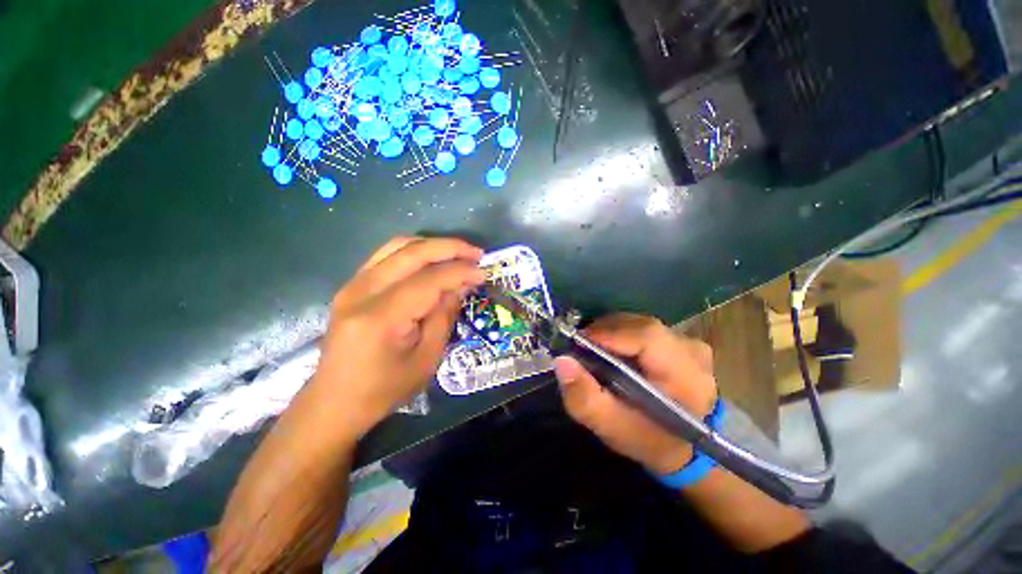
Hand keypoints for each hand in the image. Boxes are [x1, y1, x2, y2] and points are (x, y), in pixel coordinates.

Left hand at [309, 237, 484, 438]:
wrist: (336, 400)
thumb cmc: (385, 388)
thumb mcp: (426, 359)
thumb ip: (444, 315)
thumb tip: (461, 285)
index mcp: (381, 318)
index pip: (428, 280)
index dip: (460, 272)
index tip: (483, 272)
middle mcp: (362, 292)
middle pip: (412, 253)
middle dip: (449, 248)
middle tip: (476, 253)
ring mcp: (353, 285)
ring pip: (397, 246)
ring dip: (432, 245)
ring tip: (458, 253)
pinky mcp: (352, 285)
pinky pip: (386, 255)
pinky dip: (414, 251)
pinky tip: (432, 259)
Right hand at [554, 313, 717, 475]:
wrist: (686, 448)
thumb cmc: (649, 439)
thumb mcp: (612, 428)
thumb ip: (585, 398)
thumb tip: (562, 361)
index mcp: (685, 376)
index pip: (646, 337)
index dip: (608, 333)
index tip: (578, 342)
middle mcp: (692, 351)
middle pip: (641, 325)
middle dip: (605, 331)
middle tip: (581, 346)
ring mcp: (690, 343)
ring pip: (640, 323)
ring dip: (612, 331)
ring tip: (595, 347)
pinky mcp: (682, 341)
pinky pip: (644, 328)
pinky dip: (623, 333)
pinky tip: (613, 348)